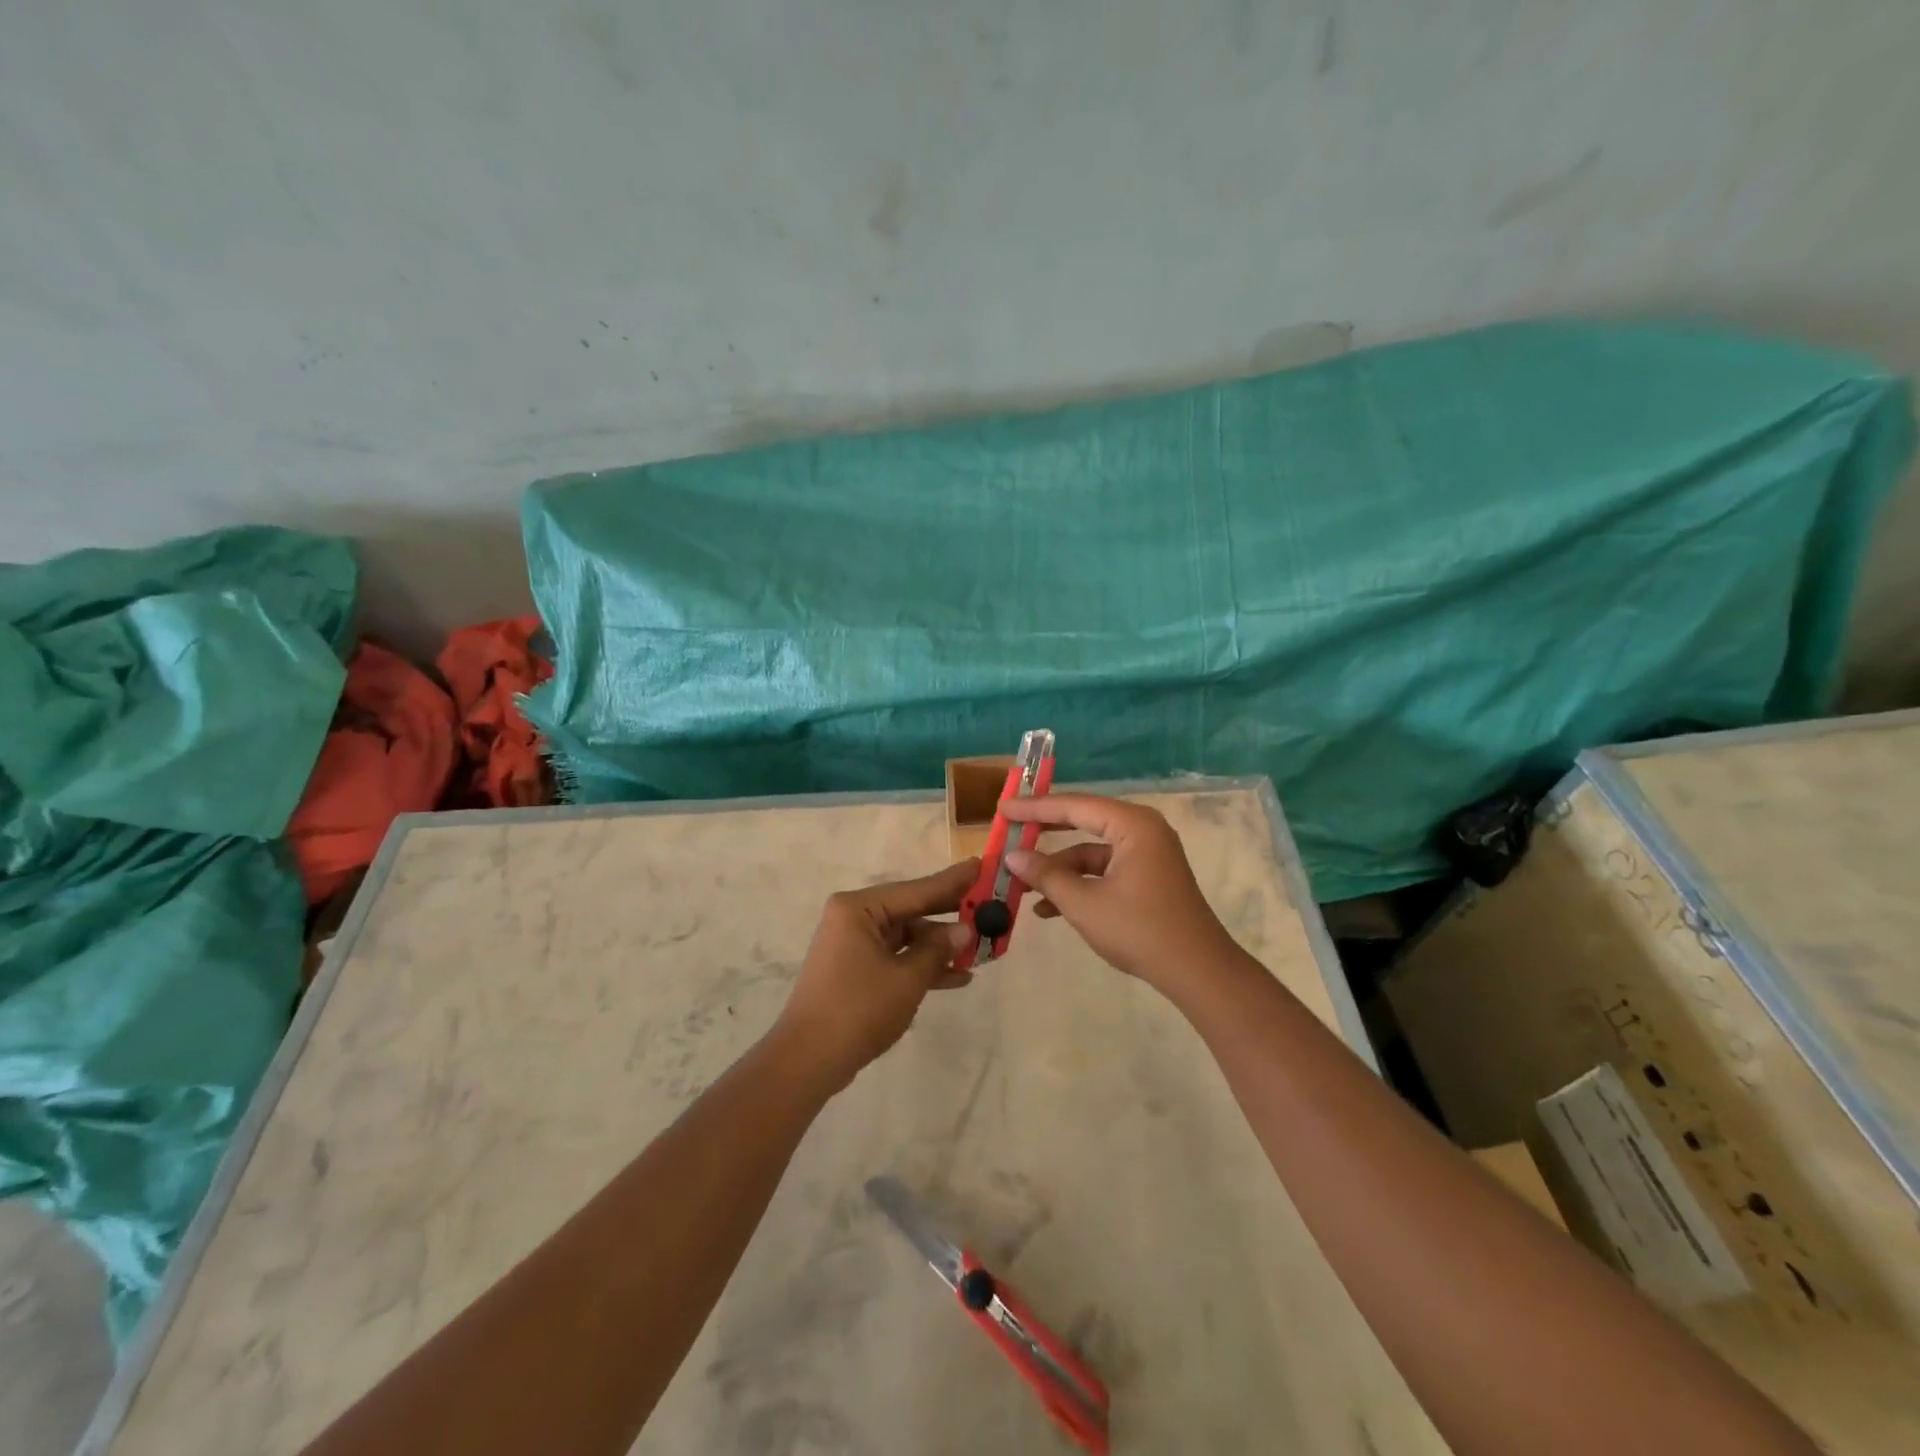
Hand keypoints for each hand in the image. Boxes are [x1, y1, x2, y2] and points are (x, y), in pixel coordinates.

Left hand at [772, 859, 978, 1092]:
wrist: (808, 1061)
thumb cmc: (858, 1010)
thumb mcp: (907, 979)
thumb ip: (938, 950)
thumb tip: (965, 930)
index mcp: (859, 909)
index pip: (916, 890)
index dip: (952, 881)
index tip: (982, 865)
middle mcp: (853, 918)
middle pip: (911, 910)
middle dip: (949, 914)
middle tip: (988, 904)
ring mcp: (852, 944)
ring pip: (906, 935)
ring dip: (939, 946)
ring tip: (980, 949)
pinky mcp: (855, 969)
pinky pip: (895, 956)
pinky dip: (921, 965)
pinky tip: (957, 977)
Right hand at [1001, 794, 1237, 990]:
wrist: (1198, 972)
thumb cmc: (1140, 930)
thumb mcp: (1084, 903)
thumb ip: (1046, 875)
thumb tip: (1012, 857)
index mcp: (1132, 824)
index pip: (1074, 806)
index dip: (1034, 808)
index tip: (1002, 808)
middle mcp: (1142, 830)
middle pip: (1083, 821)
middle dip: (1044, 832)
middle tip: (1009, 829)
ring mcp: (1147, 854)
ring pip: (1091, 851)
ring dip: (1059, 868)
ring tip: (1022, 884)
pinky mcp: (1148, 877)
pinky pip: (1105, 870)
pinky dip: (1079, 883)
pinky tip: (1049, 908)